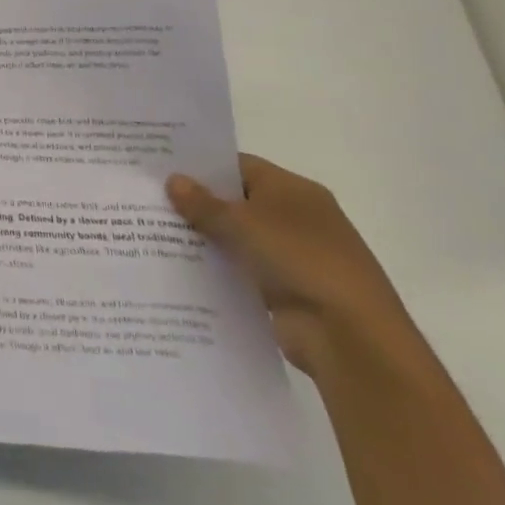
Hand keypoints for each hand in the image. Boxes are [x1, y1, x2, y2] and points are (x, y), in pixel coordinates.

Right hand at [167, 154, 414, 378]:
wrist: (351, 338)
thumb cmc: (299, 259)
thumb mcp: (242, 223)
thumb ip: (204, 203)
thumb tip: (173, 180)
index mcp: (294, 189)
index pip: (239, 166)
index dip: (203, 167)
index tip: (164, 168)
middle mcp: (297, 218)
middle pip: (237, 202)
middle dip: (199, 204)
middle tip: (152, 199)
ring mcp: (294, 257)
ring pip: (238, 239)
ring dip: (207, 240)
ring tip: (156, 234)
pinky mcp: (287, 292)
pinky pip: (244, 272)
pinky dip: (220, 271)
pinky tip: (183, 269)